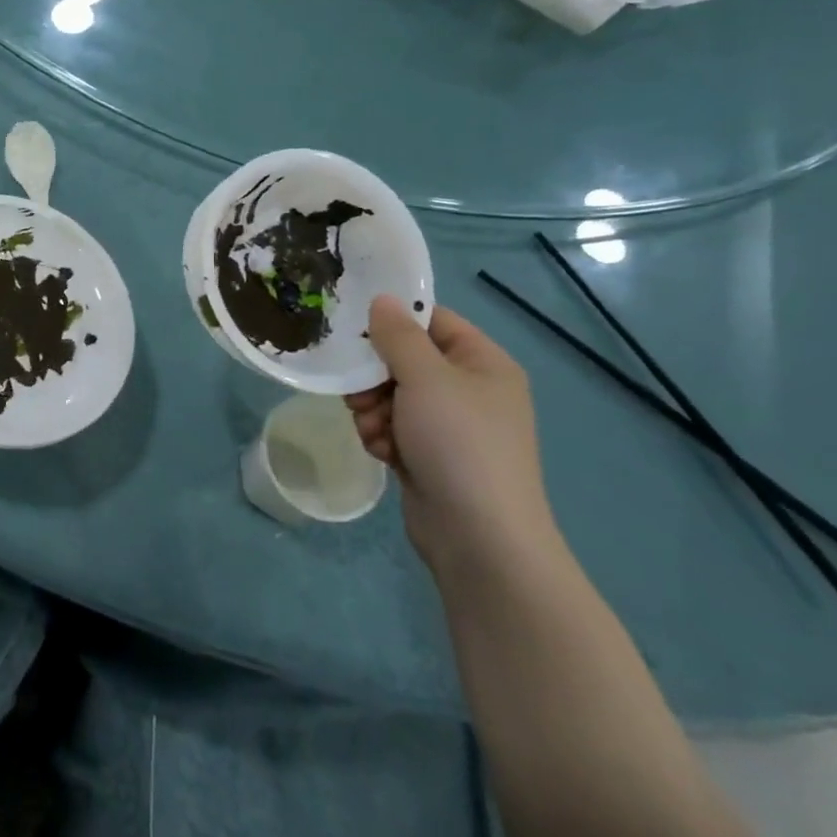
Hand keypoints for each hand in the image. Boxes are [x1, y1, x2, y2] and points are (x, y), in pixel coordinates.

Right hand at [345, 296, 558, 573]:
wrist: (479, 537)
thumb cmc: (459, 443)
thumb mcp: (426, 378)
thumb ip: (398, 335)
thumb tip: (382, 299)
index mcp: (482, 363)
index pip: (432, 321)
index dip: (394, 321)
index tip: (354, 328)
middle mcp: (469, 389)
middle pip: (404, 360)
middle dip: (374, 376)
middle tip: (357, 392)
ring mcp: (450, 425)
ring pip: (391, 395)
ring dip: (372, 409)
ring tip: (372, 429)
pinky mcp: (430, 454)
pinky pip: (393, 427)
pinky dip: (381, 435)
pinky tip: (381, 452)